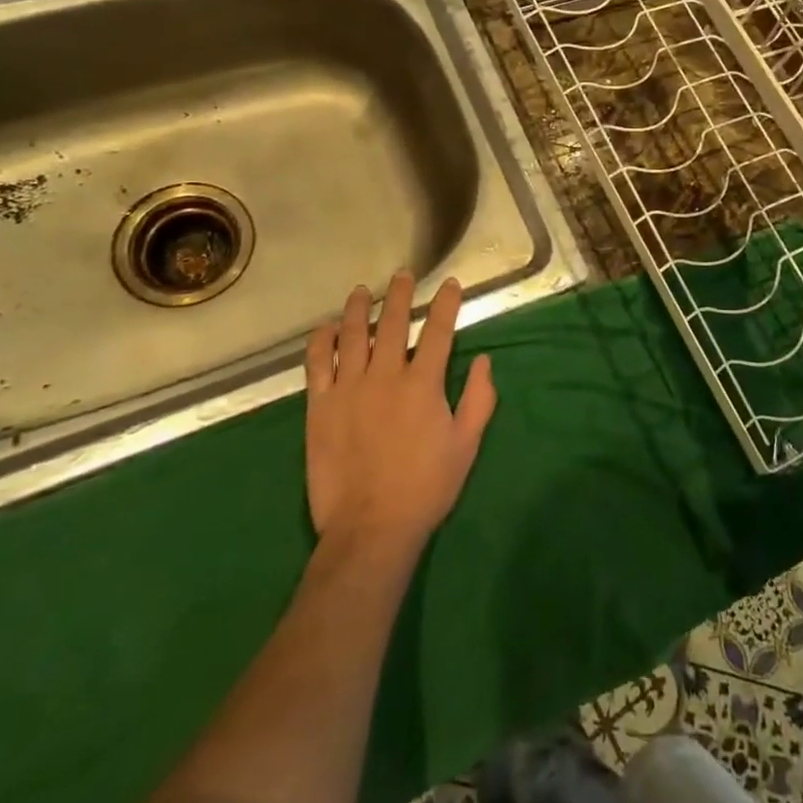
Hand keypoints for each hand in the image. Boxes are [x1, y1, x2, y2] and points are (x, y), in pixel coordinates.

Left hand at [302, 273, 494, 553]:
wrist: (370, 528)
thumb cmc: (425, 487)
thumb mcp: (466, 446)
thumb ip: (479, 399)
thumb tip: (484, 360)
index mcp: (423, 384)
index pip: (438, 331)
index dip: (446, 304)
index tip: (450, 284)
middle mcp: (385, 375)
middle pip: (392, 323)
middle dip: (400, 294)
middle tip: (403, 275)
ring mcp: (348, 388)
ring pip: (352, 335)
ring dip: (358, 309)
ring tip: (362, 292)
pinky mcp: (319, 406)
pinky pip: (317, 364)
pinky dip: (321, 341)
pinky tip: (325, 328)